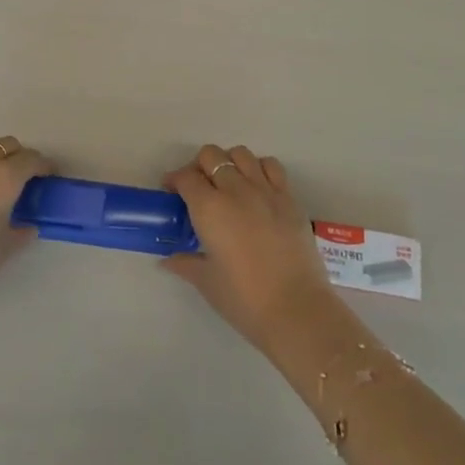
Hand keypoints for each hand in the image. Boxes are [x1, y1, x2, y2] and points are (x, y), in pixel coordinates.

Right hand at [162, 145, 341, 358]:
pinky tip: (257, 188)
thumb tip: (168, 261)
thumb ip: (185, 264)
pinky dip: (259, 169)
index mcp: (209, 208)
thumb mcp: (207, 282)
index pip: (186, 177)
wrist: (297, 311)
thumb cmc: (245, 300)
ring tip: (229, 184)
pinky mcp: (289, 198)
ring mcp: (265, 190)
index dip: (175, 180)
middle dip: (199, 166)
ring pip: (241, 154)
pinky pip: (271, 166)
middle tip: (199, 188)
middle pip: (211, 156)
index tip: (172, 192)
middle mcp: (235, 190)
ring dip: (230, 163)